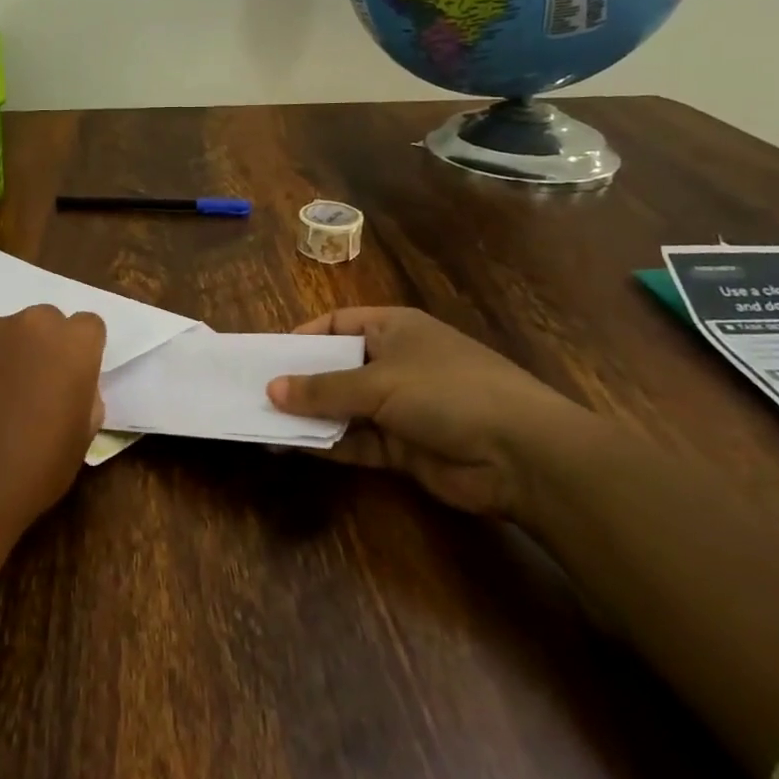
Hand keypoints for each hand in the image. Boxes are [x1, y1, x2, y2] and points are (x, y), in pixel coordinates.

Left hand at [0, 306, 106, 556]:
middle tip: (34, 389)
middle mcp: (32, 325)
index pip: (89, 327)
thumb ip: (84, 395)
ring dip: (9, 354)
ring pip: (9, 332)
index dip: (82, 354)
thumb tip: (70, 384)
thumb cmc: (32, 472)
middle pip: (47, 322)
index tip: (72, 382)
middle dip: (46, 348)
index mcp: (73, 346)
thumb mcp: (82, 439)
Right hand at [266, 307, 606, 517]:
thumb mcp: (379, 382)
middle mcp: (394, 362)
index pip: (337, 324)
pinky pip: (355, 441)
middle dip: (299, 382)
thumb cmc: (447, 392)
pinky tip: (292, 448)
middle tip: (256, 394)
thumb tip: (271, 389)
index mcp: (393, 329)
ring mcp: (399, 406)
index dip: (302, 338)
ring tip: (264, 424)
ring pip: (342, 408)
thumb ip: (323, 389)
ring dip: (308, 417)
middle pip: (335, 368)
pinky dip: (327, 444)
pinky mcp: (403, 447)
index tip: (268, 358)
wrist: (522, 455)